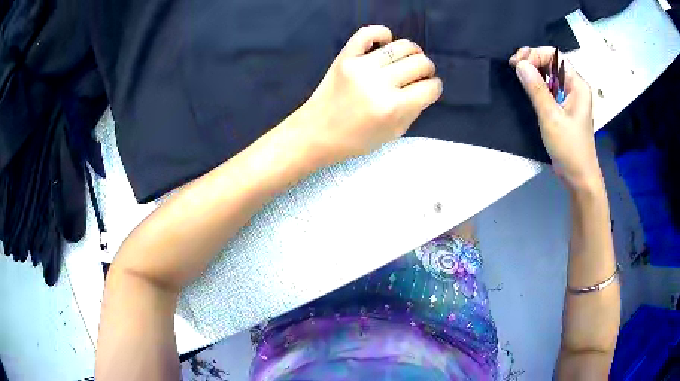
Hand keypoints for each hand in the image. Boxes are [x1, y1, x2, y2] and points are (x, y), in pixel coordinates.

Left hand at [295, 25, 441, 165]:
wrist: (316, 133)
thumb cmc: (355, 140)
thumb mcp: (393, 133)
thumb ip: (413, 109)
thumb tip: (424, 87)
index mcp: (393, 108)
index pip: (430, 87)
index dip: (434, 88)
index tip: (428, 90)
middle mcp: (379, 83)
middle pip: (421, 63)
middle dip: (428, 70)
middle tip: (419, 76)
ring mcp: (361, 66)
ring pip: (403, 46)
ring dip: (413, 53)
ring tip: (406, 61)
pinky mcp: (345, 56)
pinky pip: (368, 32)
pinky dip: (382, 34)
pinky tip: (385, 42)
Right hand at [509, 47, 602, 190]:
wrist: (579, 177)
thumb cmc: (569, 149)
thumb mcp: (551, 118)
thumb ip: (536, 89)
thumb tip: (520, 64)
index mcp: (577, 85)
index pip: (555, 55)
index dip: (535, 54)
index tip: (517, 64)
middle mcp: (575, 86)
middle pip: (552, 62)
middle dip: (532, 60)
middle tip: (514, 68)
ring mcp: (570, 97)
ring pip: (550, 74)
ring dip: (533, 71)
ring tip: (517, 75)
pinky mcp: (564, 107)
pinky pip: (550, 87)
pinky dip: (537, 84)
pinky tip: (527, 88)